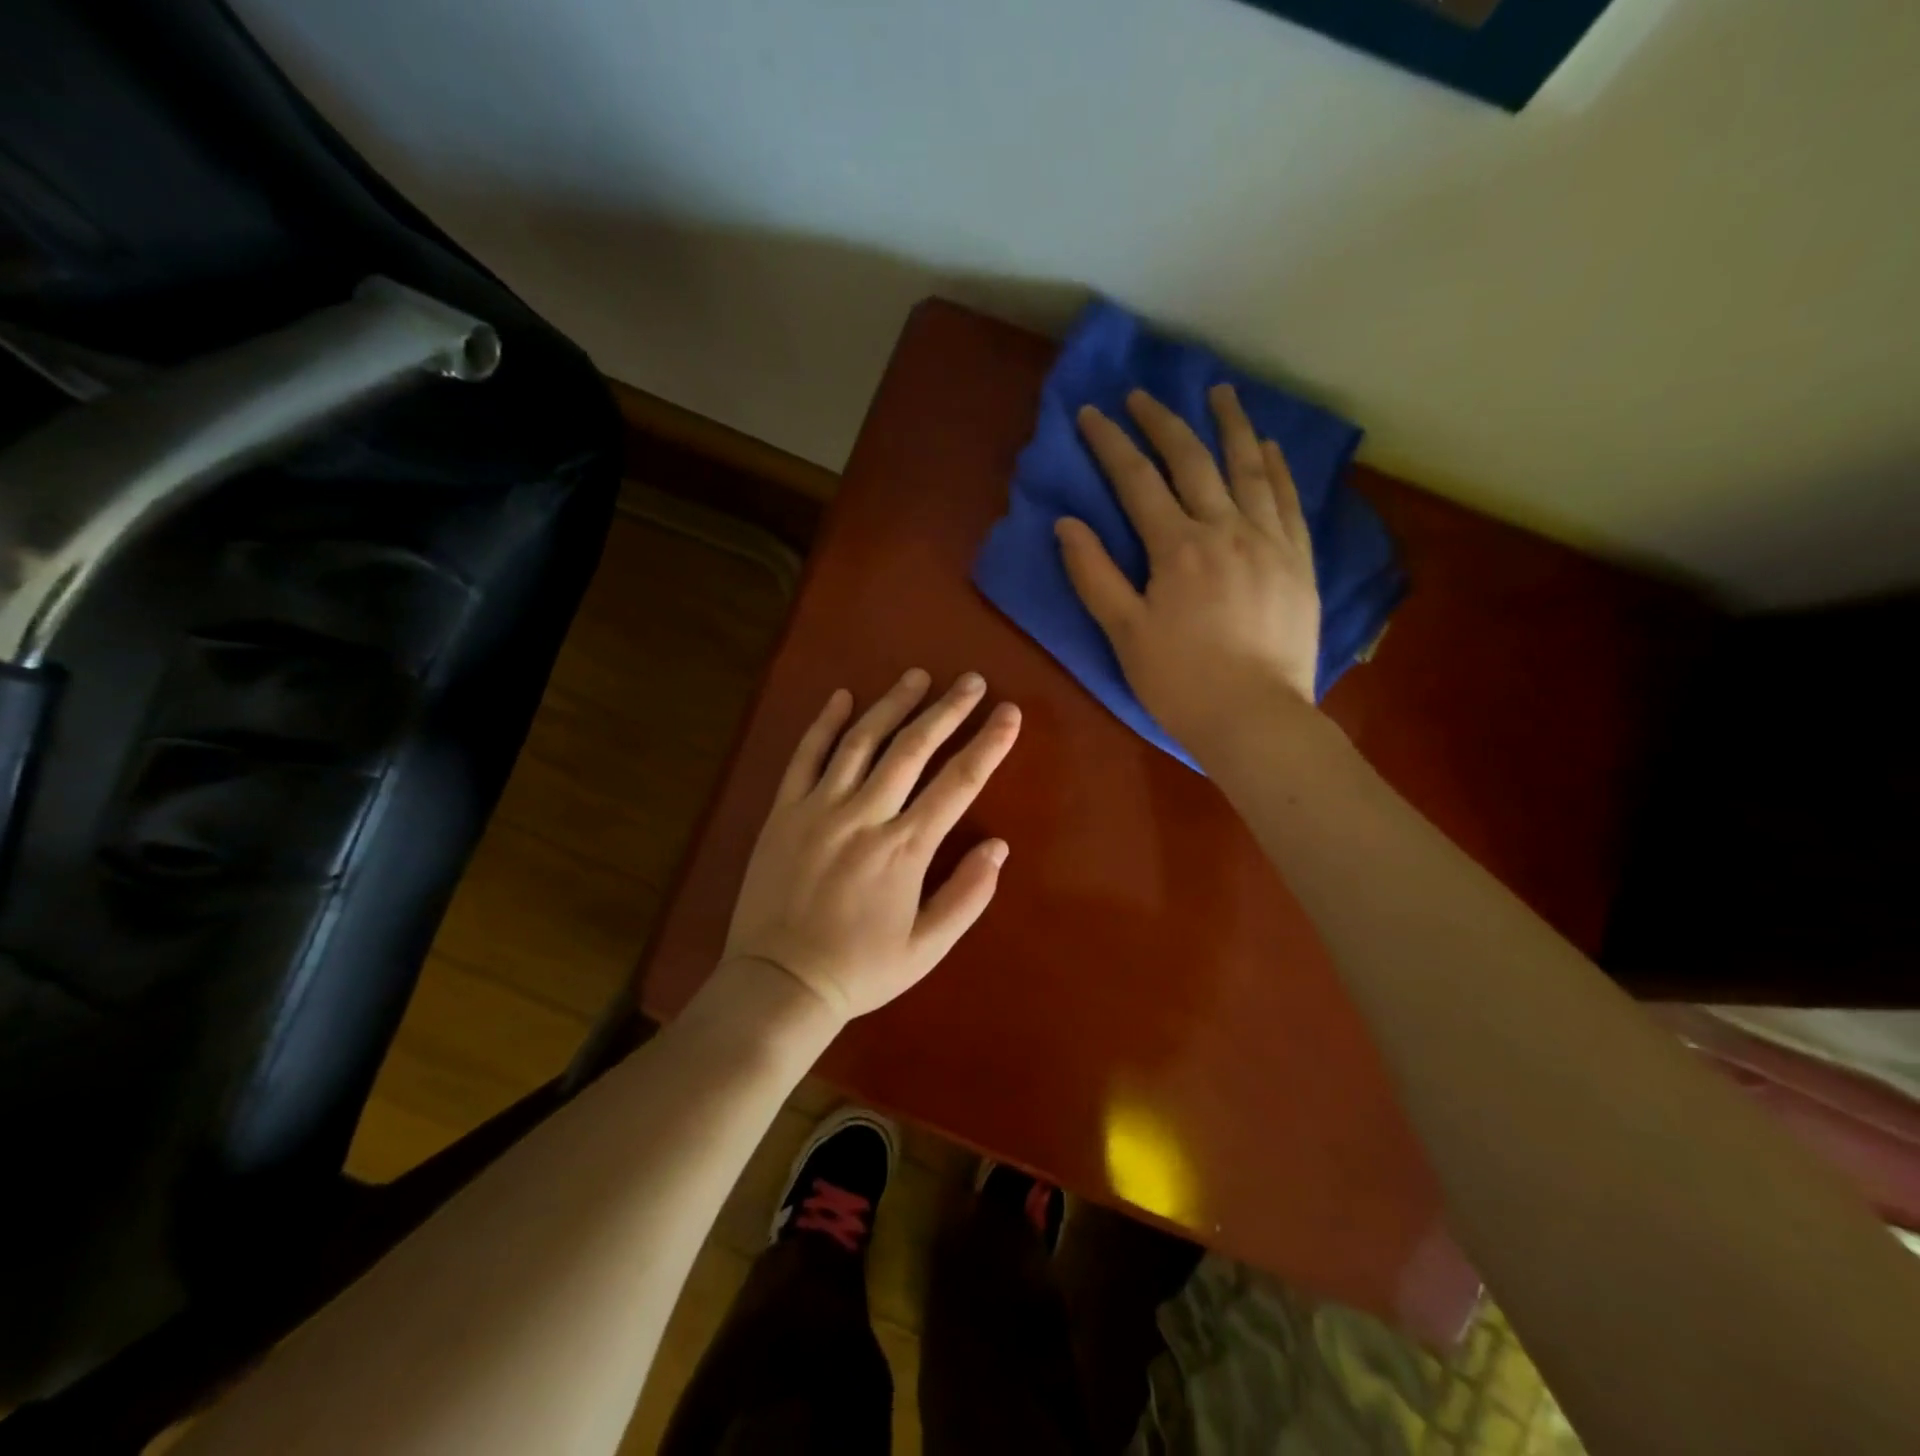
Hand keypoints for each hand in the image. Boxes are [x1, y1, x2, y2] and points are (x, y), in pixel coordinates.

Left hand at [723, 669, 1021, 1022]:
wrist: (779, 983)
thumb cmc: (860, 969)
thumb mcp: (927, 947)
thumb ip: (967, 895)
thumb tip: (999, 846)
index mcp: (905, 848)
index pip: (959, 783)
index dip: (989, 744)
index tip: (1010, 713)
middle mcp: (865, 816)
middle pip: (913, 748)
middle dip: (947, 710)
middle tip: (971, 681)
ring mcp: (820, 808)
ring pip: (862, 741)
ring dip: (892, 704)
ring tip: (917, 676)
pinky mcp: (784, 811)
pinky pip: (806, 756)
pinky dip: (824, 723)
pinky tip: (842, 697)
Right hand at [1055, 384, 1320, 759]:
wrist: (1255, 718)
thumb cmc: (1180, 682)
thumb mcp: (1124, 634)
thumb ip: (1094, 575)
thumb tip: (1068, 524)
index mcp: (1177, 548)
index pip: (1137, 480)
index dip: (1111, 443)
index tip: (1093, 412)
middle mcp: (1225, 529)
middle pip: (1192, 461)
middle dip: (1163, 422)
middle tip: (1144, 394)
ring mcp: (1269, 541)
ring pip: (1249, 468)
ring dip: (1230, 425)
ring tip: (1220, 392)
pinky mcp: (1299, 561)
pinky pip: (1289, 499)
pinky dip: (1277, 467)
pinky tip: (1269, 446)